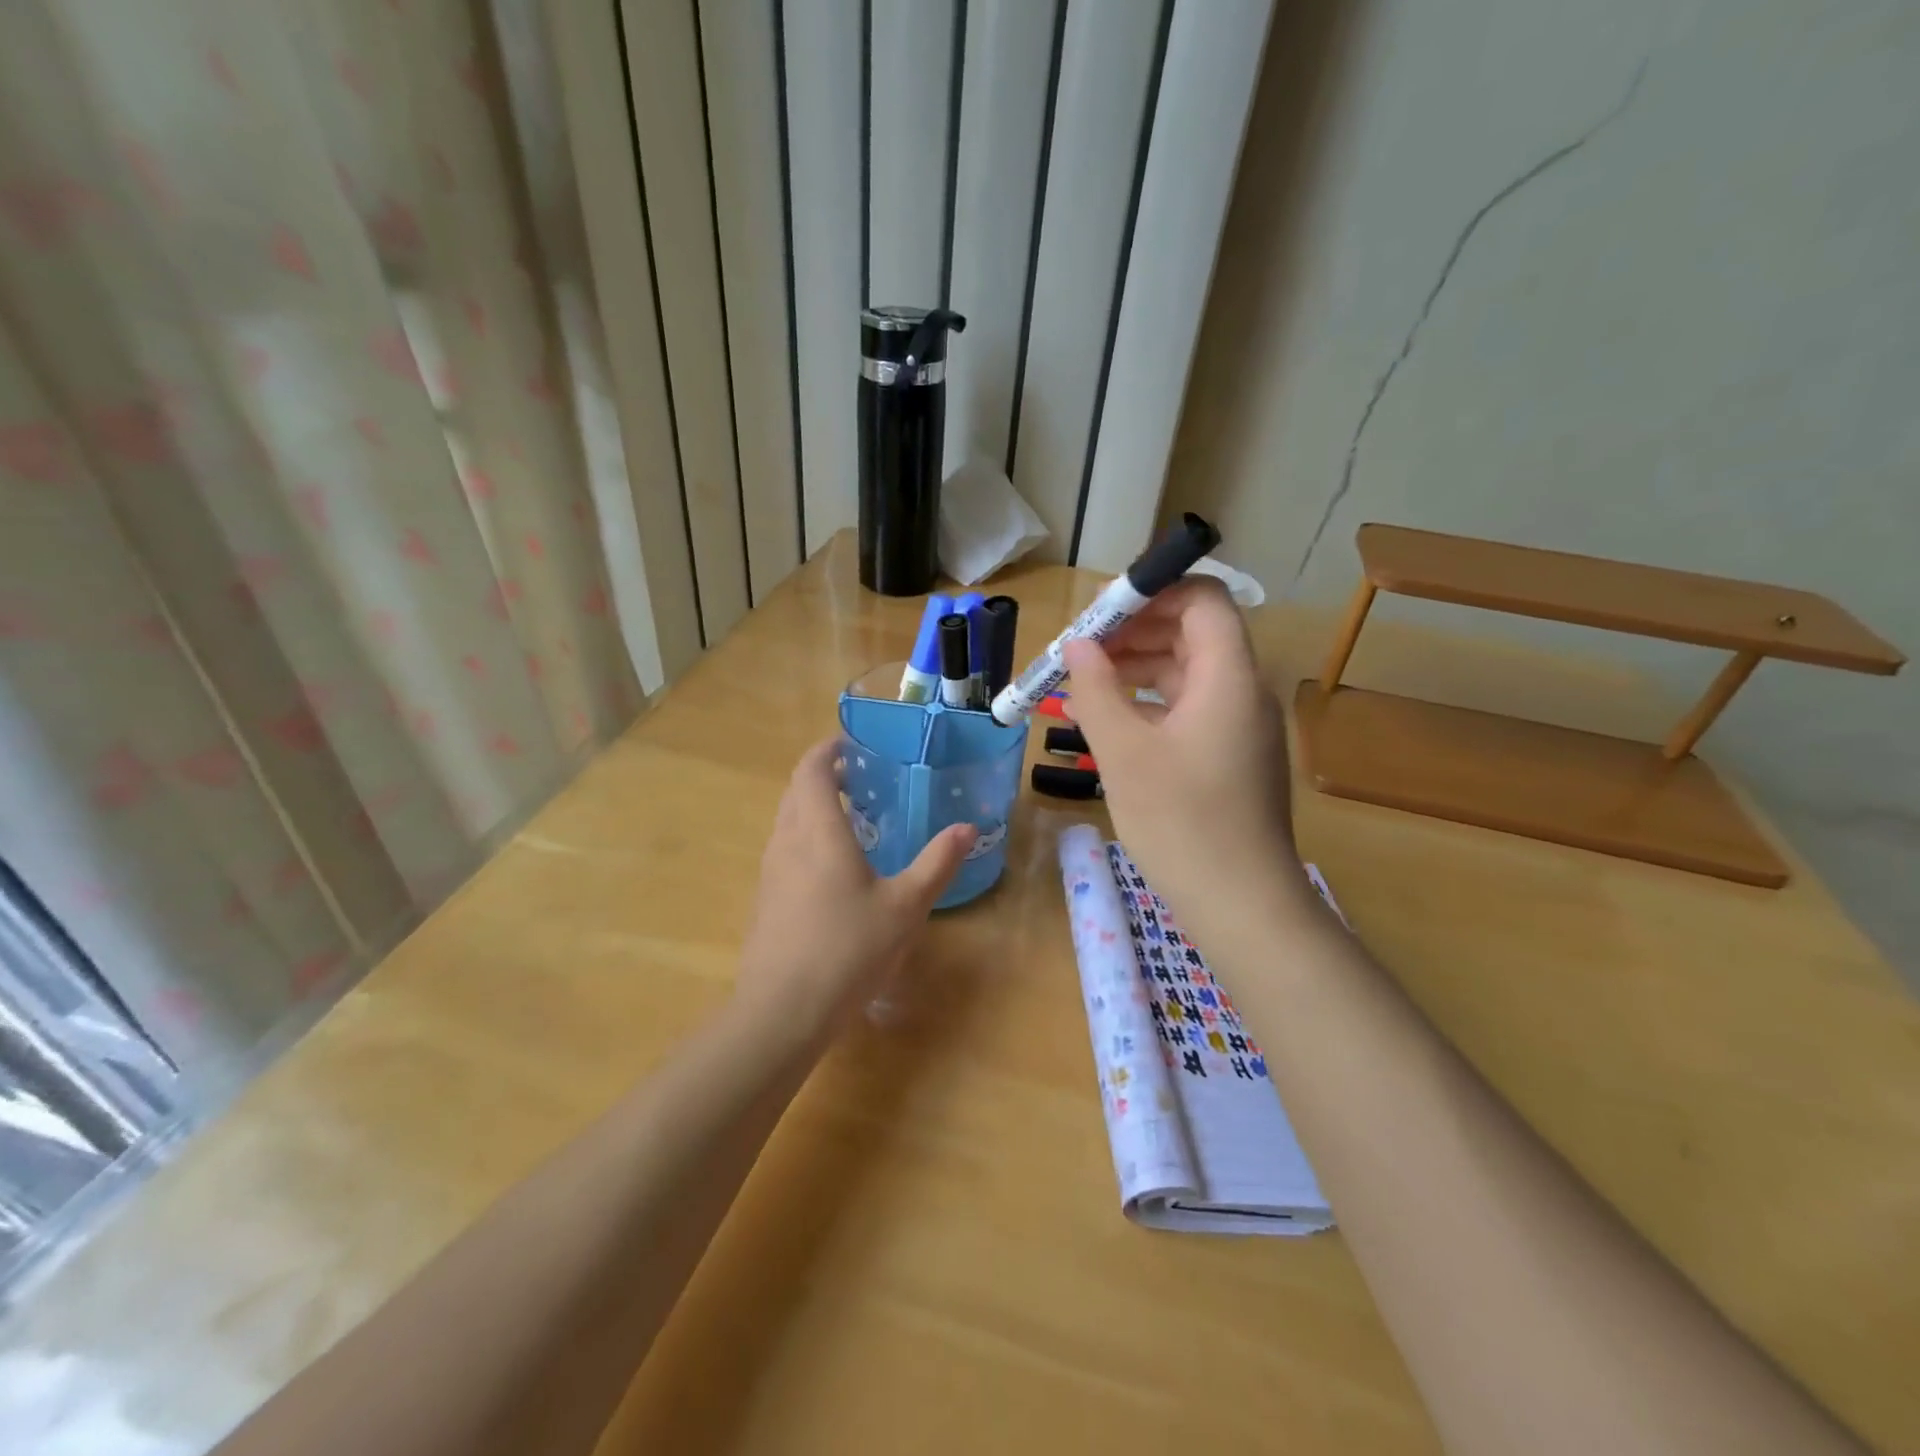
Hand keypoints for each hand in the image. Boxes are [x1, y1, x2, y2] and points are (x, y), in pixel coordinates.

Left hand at [735, 738, 975, 1042]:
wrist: (782, 1012)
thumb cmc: (847, 949)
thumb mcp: (905, 907)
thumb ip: (937, 863)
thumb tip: (967, 828)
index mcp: (817, 831)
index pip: (811, 770)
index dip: (827, 750)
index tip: (851, 744)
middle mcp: (786, 842)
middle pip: (795, 791)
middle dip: (822, 777)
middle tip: (861, 779)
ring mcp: (770, 872)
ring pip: (787, 822)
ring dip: (812, 809)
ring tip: (852, 820)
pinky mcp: (764, 900)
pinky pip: (784, 850)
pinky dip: (806, 839)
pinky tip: (834, 870)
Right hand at [1062, 579, 1308, 940]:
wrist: (1242, 904)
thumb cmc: (1181, 822)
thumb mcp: (1123, 753)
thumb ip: (1096, 689)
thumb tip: (1078, 646)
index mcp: (1229, 677)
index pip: (1201, 599)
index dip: (1151, 592)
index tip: (1098, 611)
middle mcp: (1243, 691)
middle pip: (1192, 632)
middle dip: (1133, 631)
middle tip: (1079, 649)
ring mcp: (1241, 727)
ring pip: (1188, 673)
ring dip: (1137, 668)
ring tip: (1084, 682)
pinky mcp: (1232, 757)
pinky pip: (1190, 709)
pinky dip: (1150, 703)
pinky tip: (1110, 721)